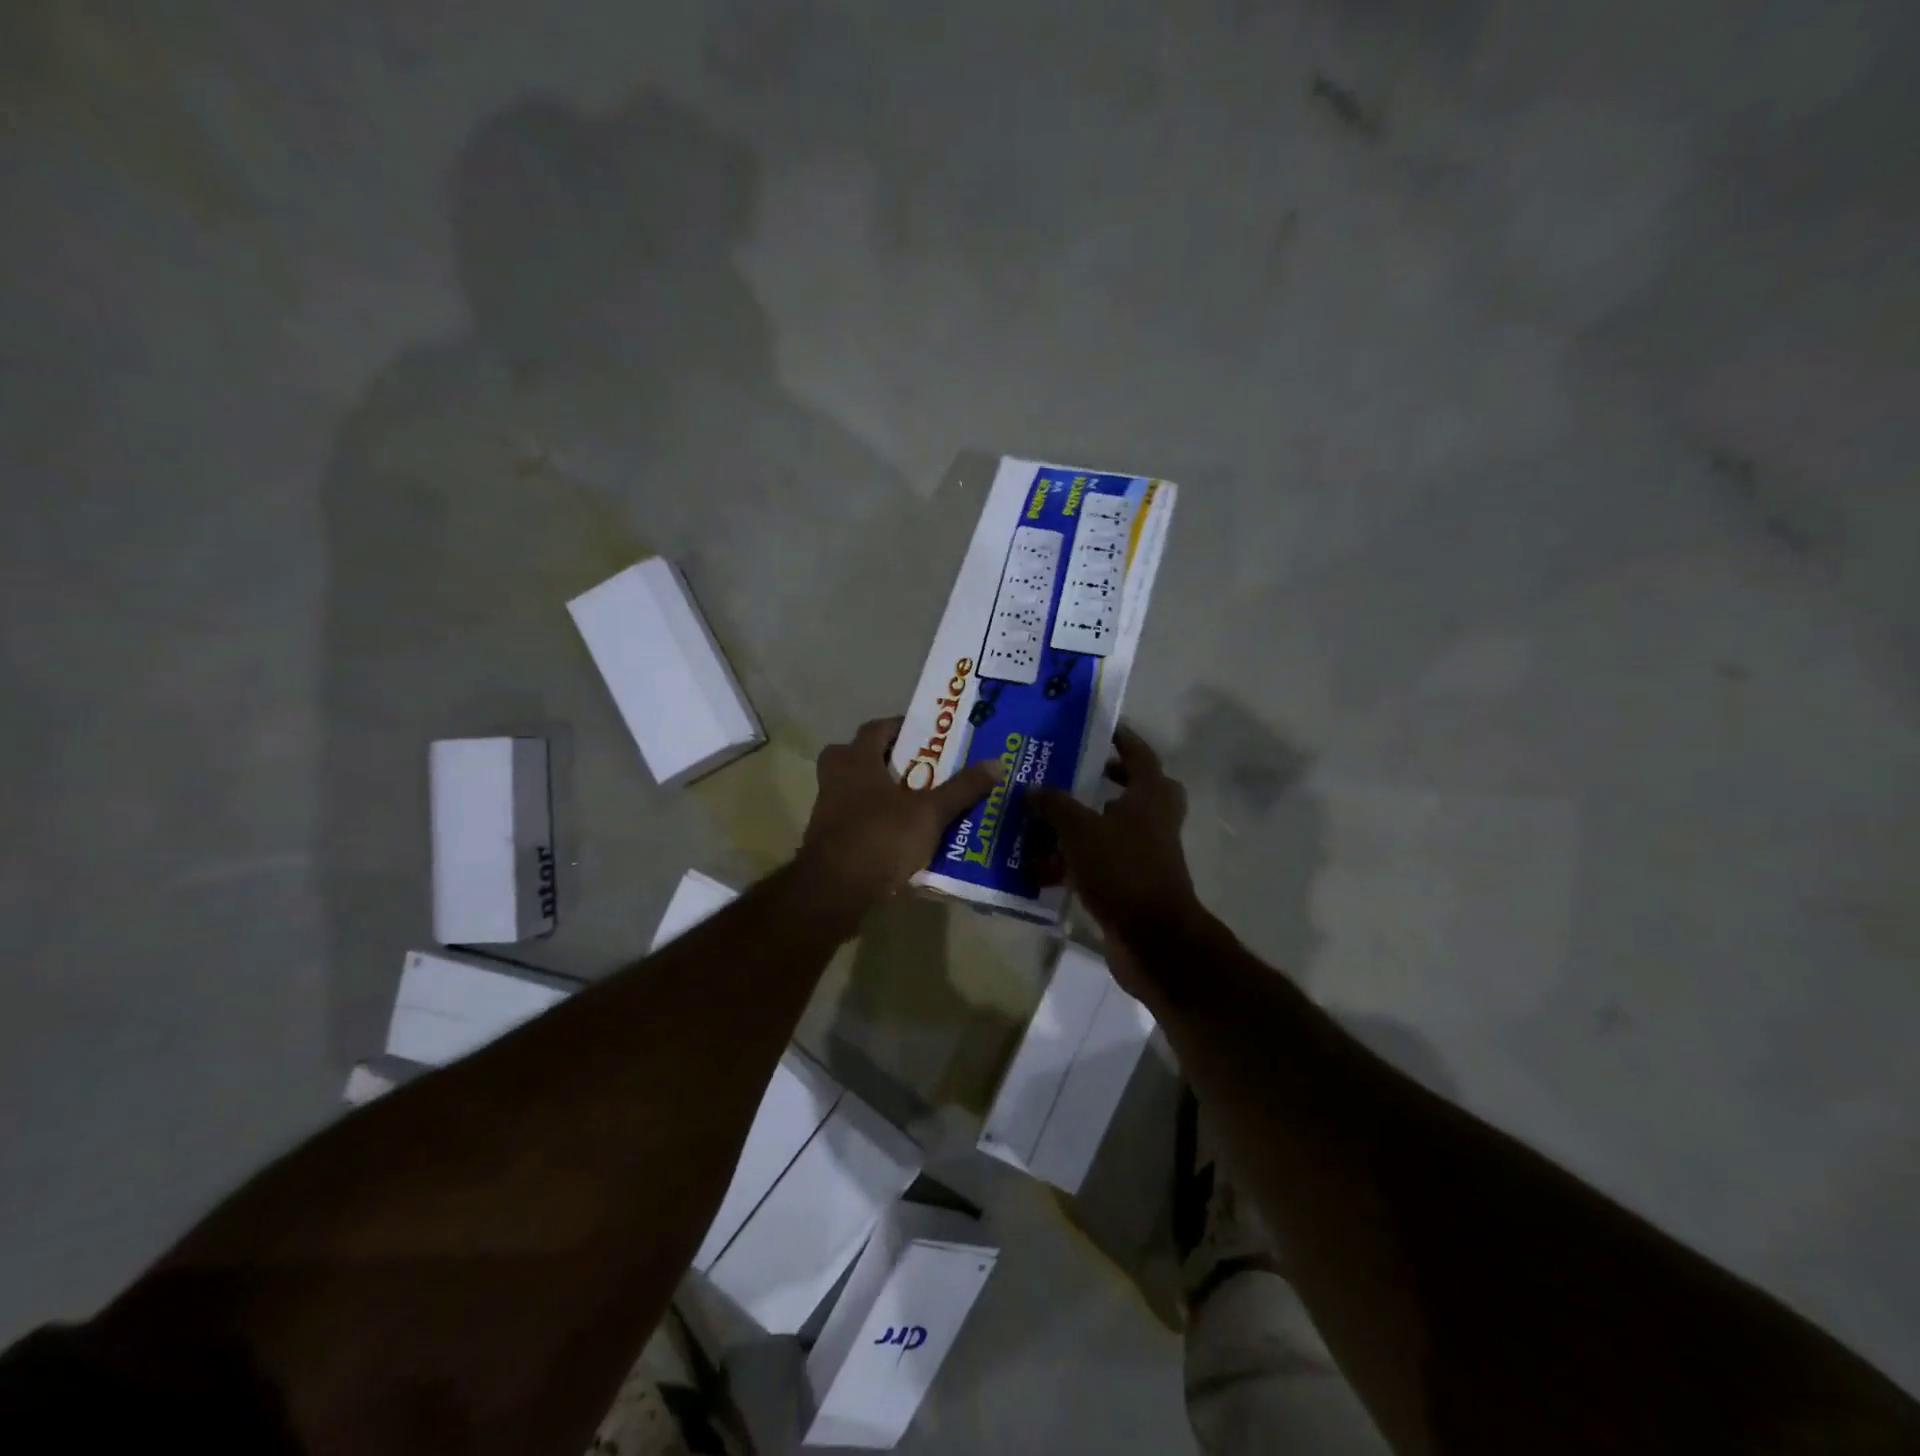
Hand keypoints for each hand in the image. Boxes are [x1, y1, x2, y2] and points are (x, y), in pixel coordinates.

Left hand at [798, 716, 1002, 912]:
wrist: (835, 889)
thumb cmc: (881, 837)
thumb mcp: (930, 812)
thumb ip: (962, 788)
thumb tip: (997, 763)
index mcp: (856, 761)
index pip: (876, 728)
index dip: (900, 727)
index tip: (926, 735)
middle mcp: (835, 779)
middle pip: (855, 756)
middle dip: (882, 760)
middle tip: (915, 768)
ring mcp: (826, 811)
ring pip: (852, 790)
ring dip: (877, 793)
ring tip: (912, 804)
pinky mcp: (826, 841)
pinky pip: (852, 821)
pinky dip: (872, 822)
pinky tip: (897, 837)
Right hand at [1028, 724, 1206, 960]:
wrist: (1152, 938)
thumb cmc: (1122, 871)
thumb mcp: (1080, 830)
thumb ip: (1055, 805)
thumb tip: (1032, 788)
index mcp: (1150, 797)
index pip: (1140, 754)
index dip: (1122, 738)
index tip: (1099, 727)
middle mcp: (1154, 821)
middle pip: (1138, 790)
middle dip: (1110, 779)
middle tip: (1080, 773)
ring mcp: (1147, 854)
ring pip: (1118, 826)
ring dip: (1090, 820)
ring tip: (1051, 817)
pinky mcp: (1134, 883)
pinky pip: (1104, 861)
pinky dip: (1080, 859)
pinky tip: (1046, 865)